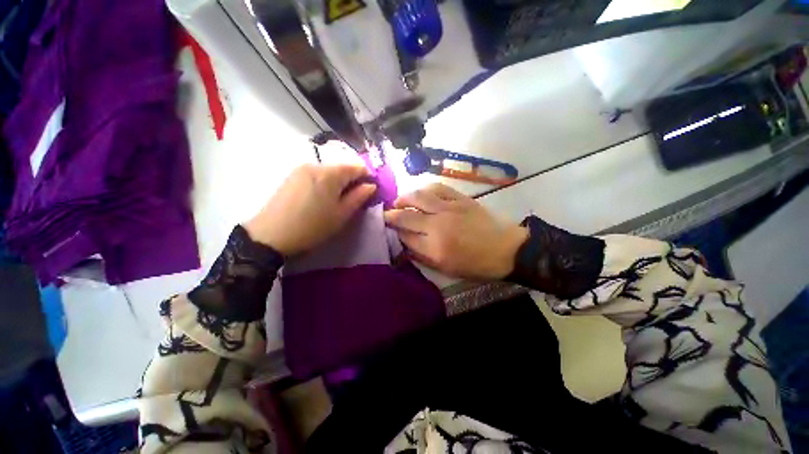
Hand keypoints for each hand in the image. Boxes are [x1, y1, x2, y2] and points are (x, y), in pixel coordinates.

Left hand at [244, 163, 375, 255]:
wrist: (271, 235)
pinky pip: (316, 175)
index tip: (370, 192)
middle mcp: (315, 165)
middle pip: (342, 168)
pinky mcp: (291, 176)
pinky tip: (321, 199)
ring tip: (337, 201)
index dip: (367, 178)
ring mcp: (301, 169)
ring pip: (329, 171)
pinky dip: (325, 183)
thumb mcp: (341, 214)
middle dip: (352, 181)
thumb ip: (359, 197)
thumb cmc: (312, 226)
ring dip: (338, 182)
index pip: (357, 167)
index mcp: (330, 173)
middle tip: (353, 200)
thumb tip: (371, 186)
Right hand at [383, 183, 527, 279]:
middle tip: (386, 214)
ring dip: (404, 198)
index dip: (394, 233)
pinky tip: (421, 193)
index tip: (388, 230)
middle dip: (391, 215)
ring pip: (418, 197)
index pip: (405, 237)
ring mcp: (449, 209)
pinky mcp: (460, 199)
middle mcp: (438, 226)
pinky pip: (437, 188)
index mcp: (435, 248)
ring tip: (399, 201)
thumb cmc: (476, 264)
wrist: (505, 249)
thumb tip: (404, 245)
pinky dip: (425, 189)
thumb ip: (422, 257)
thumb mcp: (446, 269)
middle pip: (406, 216)